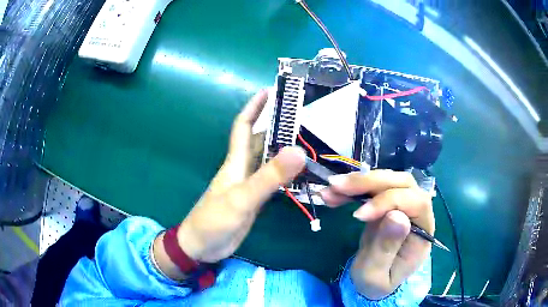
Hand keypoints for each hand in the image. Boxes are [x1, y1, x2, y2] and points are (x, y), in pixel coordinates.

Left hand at [153, 90, 305, 278]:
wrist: (202, 246)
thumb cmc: (214, 220)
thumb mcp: (242, 198)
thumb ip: (269, 177)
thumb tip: (298, 150)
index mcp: (236, 162)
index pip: (244, 126)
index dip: (254, 107)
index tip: (269, 90)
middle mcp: (243, 169)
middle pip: (260, 140)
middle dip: (277, 126)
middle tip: (303, 117)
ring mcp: (249, 185)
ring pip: (268, 160)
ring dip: (284, 149)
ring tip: (309, 142)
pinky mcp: (254, 200)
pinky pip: (272, 180)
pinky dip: (286, 174)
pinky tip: (301, 173)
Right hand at [320, 170, 433, 299]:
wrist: (373, 283)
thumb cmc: (377, 283)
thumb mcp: (377, 275)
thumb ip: (387, 248)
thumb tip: (397, 215)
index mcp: (423, 231)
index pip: (415, 203)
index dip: (388, 202)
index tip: (358, 216)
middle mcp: (417, 213)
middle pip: (402, 183)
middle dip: (370, 182)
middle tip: (338, 186)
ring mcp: (402, 206)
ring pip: (387, 180)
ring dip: (358, 182)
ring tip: (330, 188)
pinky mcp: (385, 205)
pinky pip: (372, 189)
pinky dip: (352, 189)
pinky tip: (333, 194)